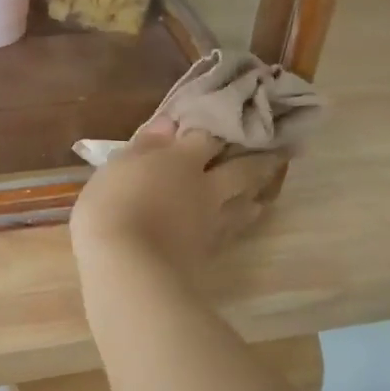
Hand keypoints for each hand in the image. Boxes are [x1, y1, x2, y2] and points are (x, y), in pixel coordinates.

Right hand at [70, 119, 283, 281]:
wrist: (127, 267)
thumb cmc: (111, 207)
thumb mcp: (117, 168)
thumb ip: (144, 146)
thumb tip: (168, 125)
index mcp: (182, 161)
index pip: (207, 137)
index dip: (216, 129)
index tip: (227, 123)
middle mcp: (206, 188)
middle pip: (242, 171)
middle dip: (259, 162)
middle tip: (278, 156)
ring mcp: (211, 223)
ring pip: (244, 206)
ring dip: (255, 197)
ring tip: (261, 196)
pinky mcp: (208, 254)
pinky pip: (231, 234)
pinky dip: (237, 227)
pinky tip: (235, 227)